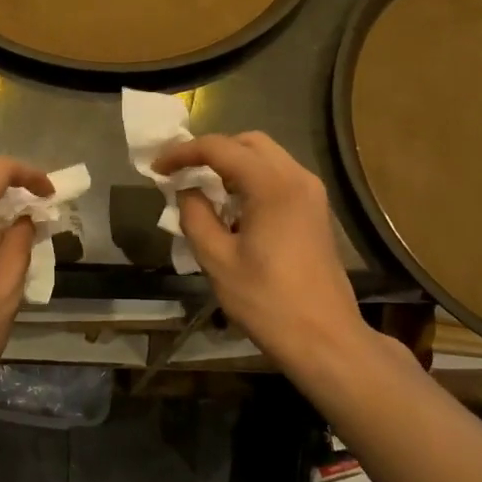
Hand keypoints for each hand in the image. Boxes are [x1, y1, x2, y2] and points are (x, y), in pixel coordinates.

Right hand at [154, 132, 368, 372]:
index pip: (219, 148)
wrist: (324, 338)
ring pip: (265, 158)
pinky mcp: (315, 211)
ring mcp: (311, 193)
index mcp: (272, 185)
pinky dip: (250, 180)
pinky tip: (232, 208)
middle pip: (248, 143)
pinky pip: (278, 178)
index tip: (157, 168)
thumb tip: (186, 190)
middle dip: (210, 152)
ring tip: (202, 190)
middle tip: (181, 174)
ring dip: (231, 166)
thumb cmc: (267, 301)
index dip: (183, 153)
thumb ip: (195, 216)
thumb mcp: (217, 260)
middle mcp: (297, 177)